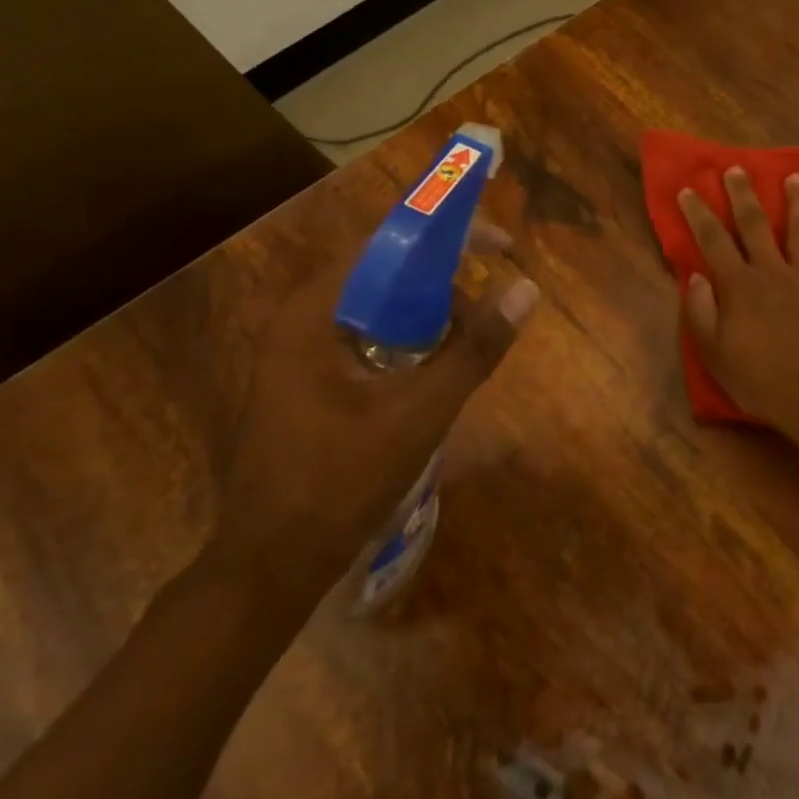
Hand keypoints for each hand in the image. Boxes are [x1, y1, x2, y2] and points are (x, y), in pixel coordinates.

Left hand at [210, 248, 538, 611]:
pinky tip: (435, 368)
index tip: (499, 243)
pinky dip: (407, 339)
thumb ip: (473, 348)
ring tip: (469, 336)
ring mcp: (298, 352)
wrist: (272, 563)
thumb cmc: (341, 481)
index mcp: (313, 313)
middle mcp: (299, 320)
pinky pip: (366, 337)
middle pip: (381, 272)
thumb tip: (527, 289)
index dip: (445, 235)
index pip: (384, 244)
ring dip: (427, 312)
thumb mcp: (420, 413)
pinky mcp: (307, 380)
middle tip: (489, 302)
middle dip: (442, 278)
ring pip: (376, 307)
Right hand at [678, 168, 798, 458]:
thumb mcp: (715, 356)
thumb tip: (694, 276)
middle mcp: (772, 271)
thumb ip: (700, 313)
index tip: (689, 189)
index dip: (698, 213)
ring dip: (795, 200)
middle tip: (736, 168)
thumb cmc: (761, 381)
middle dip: (743, 194)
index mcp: (739, 286)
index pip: (713, 240)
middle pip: (755, 224)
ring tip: (792, 177)